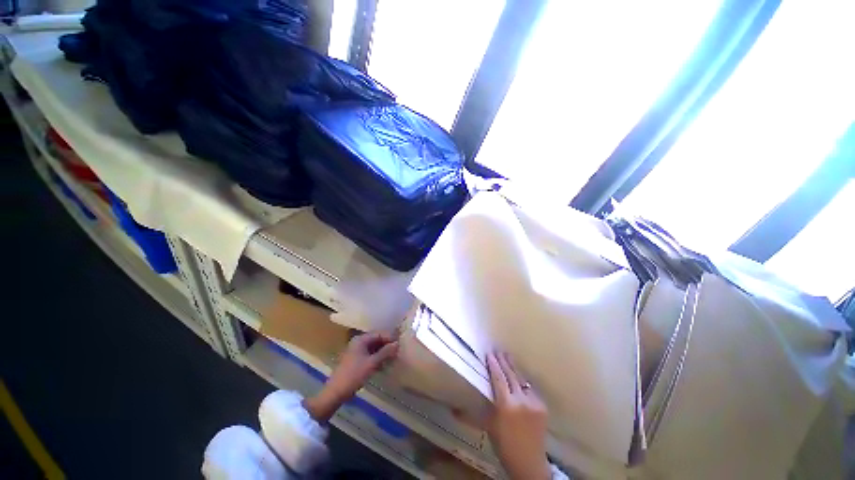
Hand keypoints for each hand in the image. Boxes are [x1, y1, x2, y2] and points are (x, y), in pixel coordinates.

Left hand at [303, 331, 398, 421]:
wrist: (335, 393)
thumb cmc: (354, 375)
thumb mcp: (372, 364)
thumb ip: (385, 352)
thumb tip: (397, 344)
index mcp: (361, 339)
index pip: (379, 333)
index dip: (390, 337)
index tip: (400, 343)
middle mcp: (359, 342)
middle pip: (377, 339)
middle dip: (387, 344)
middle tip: (399, 350)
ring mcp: (357, 351)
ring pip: (374, 347)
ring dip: (383, 352)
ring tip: (394, 357)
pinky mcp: (357, 360)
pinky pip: (370, 354)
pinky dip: (378, 358)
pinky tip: (385, 364)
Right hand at [485, 352, 550, 479]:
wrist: (530, 464)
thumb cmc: (504, 446)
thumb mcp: (489, 426)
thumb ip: (476, 411)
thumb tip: (453, 409)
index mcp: (506, 405)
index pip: (498, 378)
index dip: (494, 364)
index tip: (489, 354)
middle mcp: (521, 400)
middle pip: (510, 374)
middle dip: (504, 361)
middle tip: (498, 351)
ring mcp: (534, 402)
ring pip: (521, 378)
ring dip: (513, 367)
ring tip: (507, 357)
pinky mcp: (542, 405)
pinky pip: (530, 387)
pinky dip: (522, 379)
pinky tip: (518, 375)